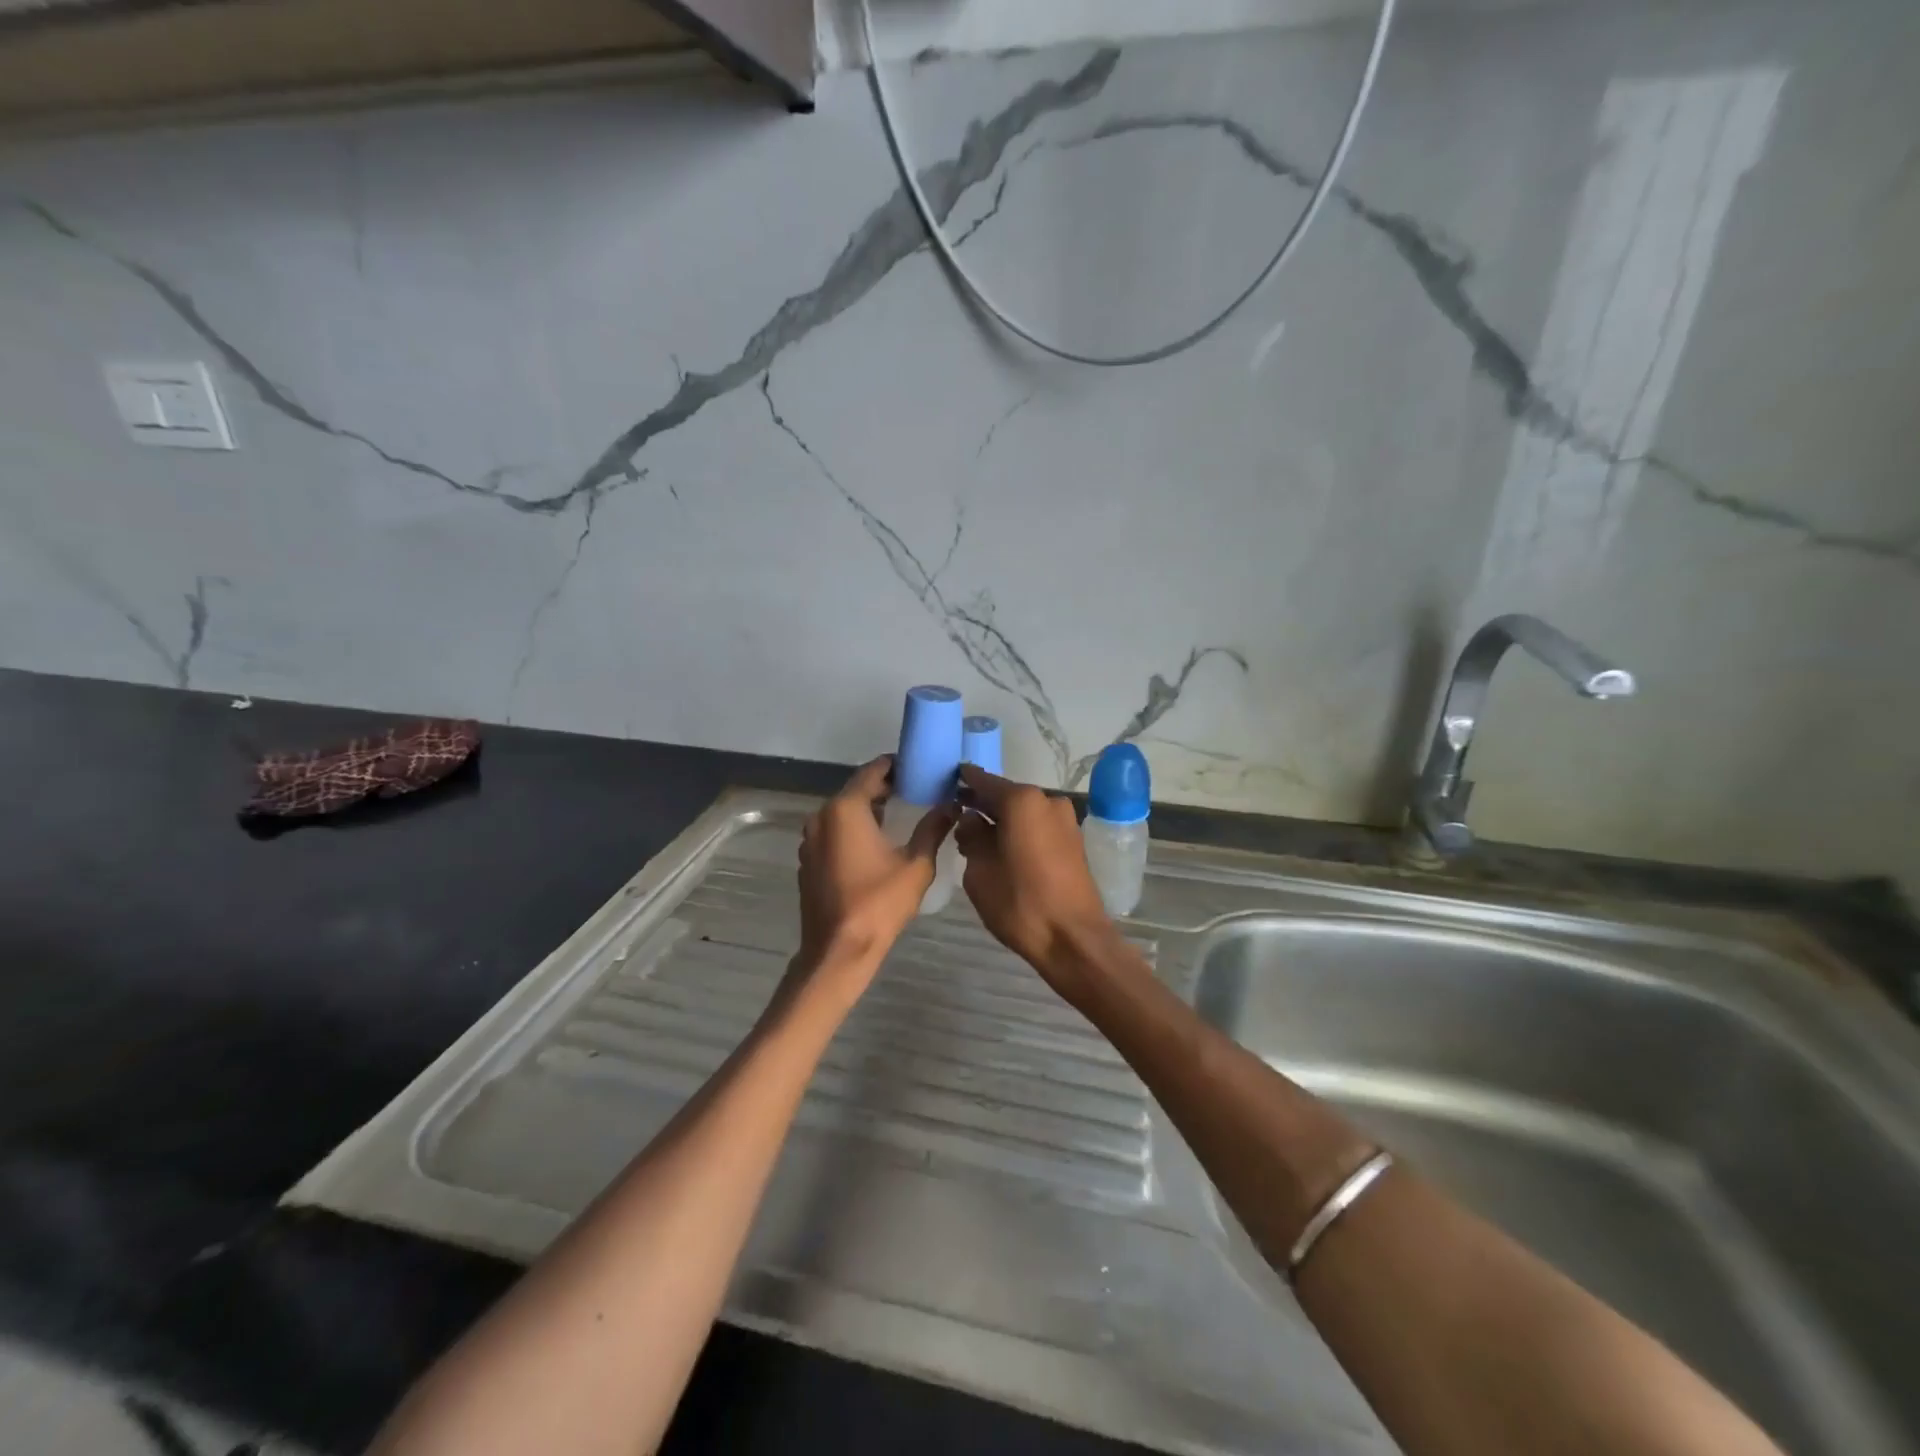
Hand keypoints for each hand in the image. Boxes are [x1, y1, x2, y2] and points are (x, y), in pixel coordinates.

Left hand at [793, 757, 953, 1003]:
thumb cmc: (879, 904)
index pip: (872, 771)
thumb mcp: (916, 864)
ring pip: (843, 811)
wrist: (838, 950)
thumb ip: (933, 828)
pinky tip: (875, 841)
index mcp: (845, 809)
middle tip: (917, 788)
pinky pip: (833, 831)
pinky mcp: (808, 859)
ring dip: (868, 808)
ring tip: (901, 811)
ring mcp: (810, 839)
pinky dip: (853, 828)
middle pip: (856, 789)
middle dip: (885, 787)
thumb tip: (952, 805)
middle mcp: (821, 816)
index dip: (896, 765)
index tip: (919, 766)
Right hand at [955, 765, 1120, 999]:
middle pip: (1006, 795)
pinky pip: (1038, 826)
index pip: (984, 781)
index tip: (947, 781)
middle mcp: (1047, 801)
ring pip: (1023, 812)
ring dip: (1001, 820)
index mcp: (1022, 801)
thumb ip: (971, 837)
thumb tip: (971, 819)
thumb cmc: (1020, 903)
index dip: (964, 781)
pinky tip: (1001, 848)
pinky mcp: (1073, 841)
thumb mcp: (979, 871)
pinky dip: (1019, 831)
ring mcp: (1065, 820)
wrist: (1073, 938)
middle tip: (956, 812)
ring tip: (976, 836)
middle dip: (982, 803)